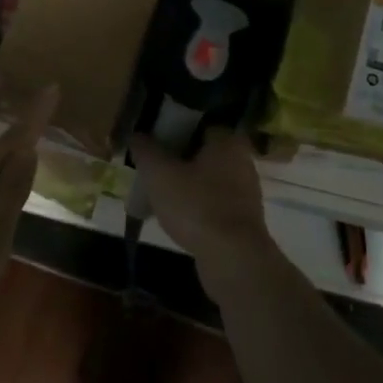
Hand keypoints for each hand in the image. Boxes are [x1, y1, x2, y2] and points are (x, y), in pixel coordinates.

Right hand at [128, 129, 276, 293]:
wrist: (232, 259)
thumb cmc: (196, 206)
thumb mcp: (159, 174)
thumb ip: (145, 150)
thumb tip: (137, 135)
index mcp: (227, 141)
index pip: (198, 123)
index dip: (173, 129)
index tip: (152, 140)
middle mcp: (242, 161)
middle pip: (202, 152)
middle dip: (177, 159)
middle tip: (152, 168)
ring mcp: (246, 192)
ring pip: (207, 179)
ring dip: (185, 184)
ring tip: (158, 194)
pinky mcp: (243, 219)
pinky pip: (213, 203)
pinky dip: (195, 206)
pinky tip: (176, 217)